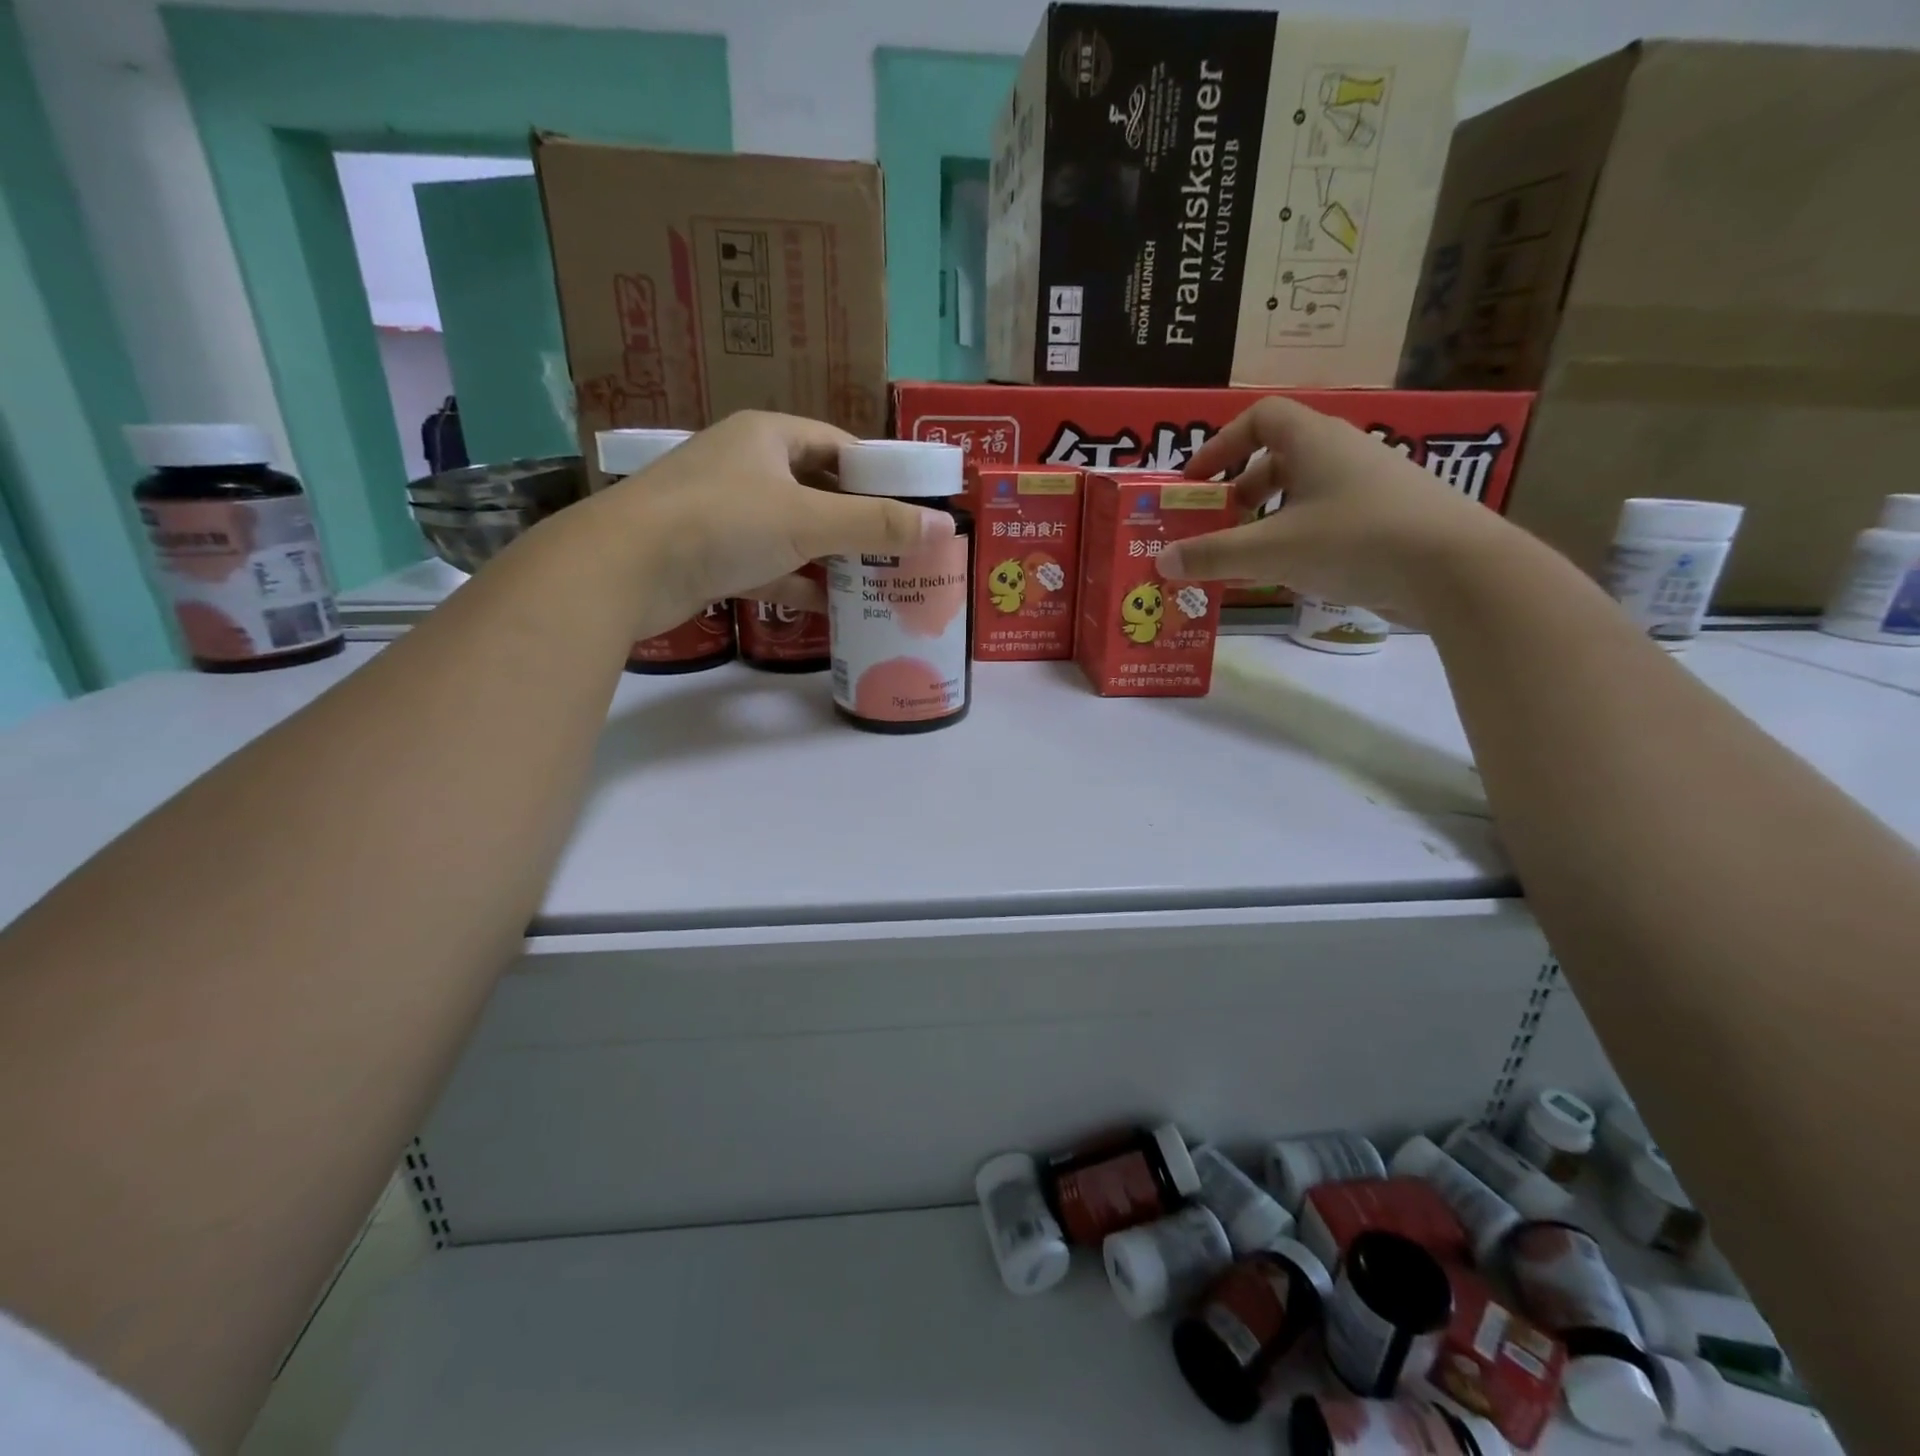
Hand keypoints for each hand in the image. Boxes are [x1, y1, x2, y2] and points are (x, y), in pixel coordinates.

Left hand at [575, 411, 956, 631]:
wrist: (624, 569)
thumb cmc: (723, 523)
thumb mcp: (808, 520)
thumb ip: (875, 523)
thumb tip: (942, 526)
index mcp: (767, 437)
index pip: (837, 445)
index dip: (878, 473)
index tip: (912, 505)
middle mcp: (745, 466)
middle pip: (817, 489)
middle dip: (857, 520)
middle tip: (900, 548)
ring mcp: (725, 512)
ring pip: (793, 531)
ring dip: (830, 556)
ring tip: (875, 579)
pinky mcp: (711, 555)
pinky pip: (768, 566)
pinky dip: (797, 583)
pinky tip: (829, 607)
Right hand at [1154, 398, 1514, 624]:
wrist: (1456, 567)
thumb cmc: (1354, 540)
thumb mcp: (1271, 550)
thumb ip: (1213, 555)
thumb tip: (1162, 561)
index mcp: (1313, 440)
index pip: (1259, 418)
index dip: (1220, 444)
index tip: (1196, 481)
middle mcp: (1343, 451)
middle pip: (1279, 456)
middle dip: (1240, 490)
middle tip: (1218, 524)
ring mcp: (1371, 483)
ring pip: (1304, 490)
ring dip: (1269, 518)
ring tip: (1250, 556)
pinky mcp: (1388, 516)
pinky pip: (1329, 515)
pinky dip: (1300, 535)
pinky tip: (1294, 572)